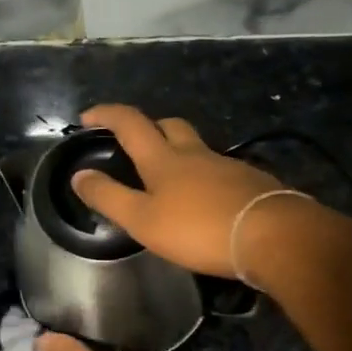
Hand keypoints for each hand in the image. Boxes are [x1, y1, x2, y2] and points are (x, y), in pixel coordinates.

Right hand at [72, 103, 288, 277]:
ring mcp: (227, 165)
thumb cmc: (199, 229)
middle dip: (149, 127)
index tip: (88, 116)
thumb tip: (79, 175)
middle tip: (134, 144)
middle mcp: (195, 153)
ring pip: (197, 147)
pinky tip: (205, 200)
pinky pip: (219, 169)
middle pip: (169, 125)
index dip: (107, 114)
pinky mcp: (250, 182)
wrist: (272, 235)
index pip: (129, 123)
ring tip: (169, 180)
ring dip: (178, 152)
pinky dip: (204, 176)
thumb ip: (109, 198)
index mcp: (163, 159)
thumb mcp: (143, 220)